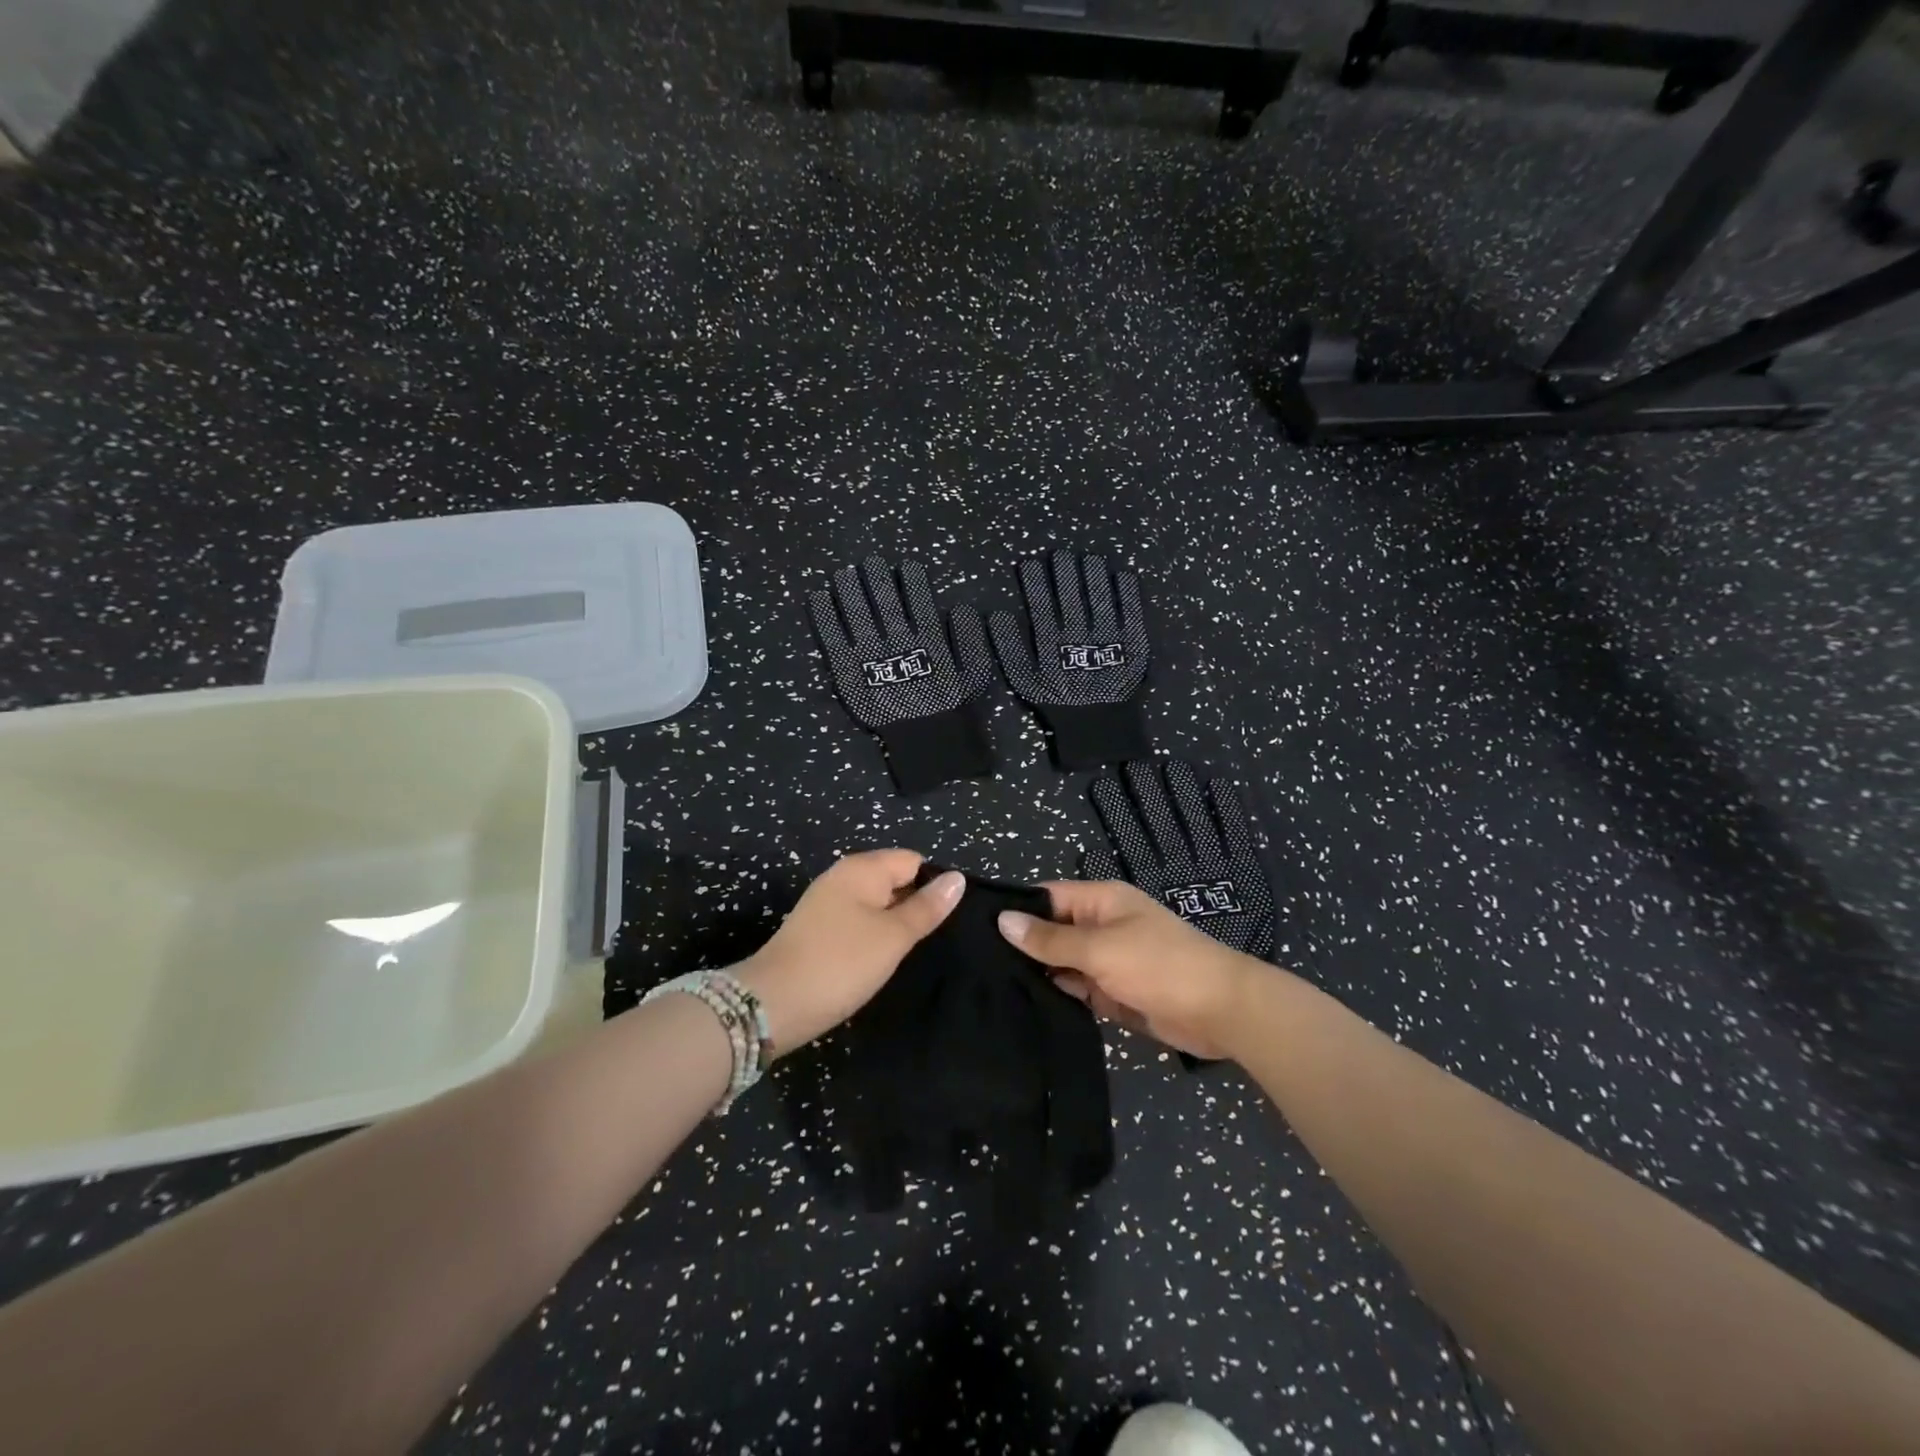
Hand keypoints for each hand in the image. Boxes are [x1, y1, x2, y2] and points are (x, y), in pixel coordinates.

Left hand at [736, 849, 963, 1054]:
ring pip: (876, 904)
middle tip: (932, 940)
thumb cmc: (841, 964)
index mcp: (862, 868)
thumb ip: (927, 907)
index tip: (945, 921)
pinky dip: (872, 937)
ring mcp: (826, 903)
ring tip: (908, 953)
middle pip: (894, 880)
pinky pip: (857, 922)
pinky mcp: (817, 929)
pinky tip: (878, 961)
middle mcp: (843, 877)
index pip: (913, 860)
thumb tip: (957, 877)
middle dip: (915, 905)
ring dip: (893, 925)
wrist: (772, 1004)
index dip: (933, 886)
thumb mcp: (893, 936)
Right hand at [998, 879, 1265, 1059]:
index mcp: (1101, 901)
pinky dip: (1060, 997)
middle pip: (1052, 931)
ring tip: (989, 988)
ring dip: (1039, 975)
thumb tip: (1003, 920)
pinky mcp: (1114, 993)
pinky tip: (1023, 1009)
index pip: (1047, 897)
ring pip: (1062, 964)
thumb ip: (1050, 939)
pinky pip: (1078, 990)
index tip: (972, 928)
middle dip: (1022, 946)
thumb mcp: (1099, 948)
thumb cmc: (1159, 966)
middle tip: (974, 966)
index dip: (1015, 910)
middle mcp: (1101, 926)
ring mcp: (1108, 961)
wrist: (1221, 1012)